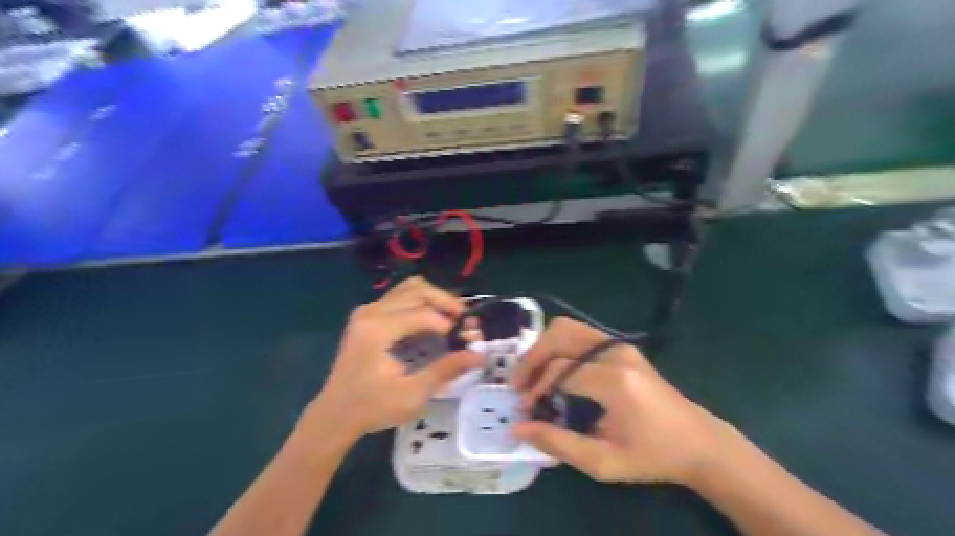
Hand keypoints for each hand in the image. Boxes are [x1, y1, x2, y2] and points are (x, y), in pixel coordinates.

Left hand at [305, 279, 484, 441]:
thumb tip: (479, 356)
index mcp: (378, 329)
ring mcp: (366, 311)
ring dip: (434, 299)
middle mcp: (371, 312)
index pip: (424, 314)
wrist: (334, 416)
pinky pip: (400, 297)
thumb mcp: (412, 394)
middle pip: (417, 290)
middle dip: (446, 302)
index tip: (470, 341)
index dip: (451, 324)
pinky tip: (432, 321)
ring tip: (452, 318)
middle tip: (465, 321)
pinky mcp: (366, 316)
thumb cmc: (372, 408)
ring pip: (409, 288)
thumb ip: (446, 370)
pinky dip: (421, 303)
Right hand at [512, 316, 732, 486]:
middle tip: (519, 385)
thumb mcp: (604, 462)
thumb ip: (558, 443)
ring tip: (531, 376)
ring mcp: (619, 344)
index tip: (525, 410)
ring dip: (542, 348)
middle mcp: (615, 352)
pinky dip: (558, 347)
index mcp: (615, 380)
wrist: (699, 442)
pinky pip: (579, 334)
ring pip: (566, 327)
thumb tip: (518, 427)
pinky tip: (553, 370)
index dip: (535, 388)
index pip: (560, 370)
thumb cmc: (653, 456)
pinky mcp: (620, 346)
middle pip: (559, 335)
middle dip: (532, 358)